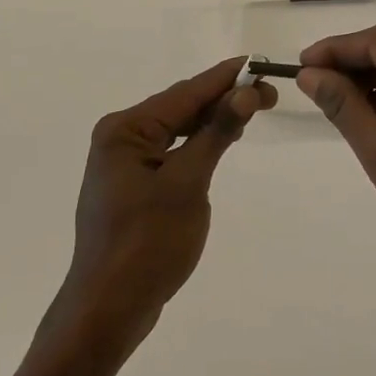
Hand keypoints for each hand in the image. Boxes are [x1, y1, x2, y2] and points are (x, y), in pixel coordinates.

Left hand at [44, 58, 275, 358]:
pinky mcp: (132, 187)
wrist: (107, 311)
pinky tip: (219, 141)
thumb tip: (246, 92)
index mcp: (125, 129)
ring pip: (176, 130)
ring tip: (252, 111)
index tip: (260, 64)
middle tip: (269, 96)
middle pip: (179, 108)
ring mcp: (123, 164)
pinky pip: (170, 152)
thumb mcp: (188, 184)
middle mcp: (119, 137)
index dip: (225, 78)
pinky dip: (197, 145)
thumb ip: (215, 134)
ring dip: (211, 121)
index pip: (185, 94)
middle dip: (223, 99)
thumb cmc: (147, 244)